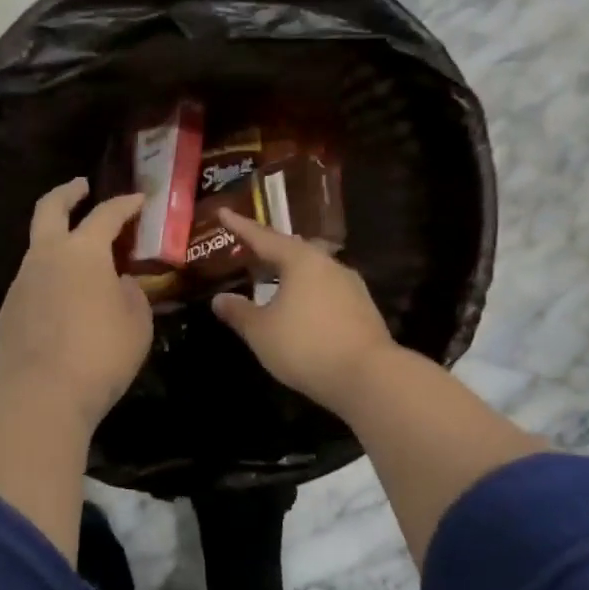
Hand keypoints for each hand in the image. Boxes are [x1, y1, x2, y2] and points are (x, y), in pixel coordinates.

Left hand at [0, 179, 150, 425]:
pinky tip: (63, 300)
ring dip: (57, 241)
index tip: (138, 199)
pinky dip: (49, 278)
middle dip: (67, 193)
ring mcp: (21, 282)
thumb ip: (130, 293)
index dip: (125, 204)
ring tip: (80, 257)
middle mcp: (45, 256)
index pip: (106, 215)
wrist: (40, 394)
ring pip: (37, 248)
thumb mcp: (136, 322)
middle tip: (81, 187)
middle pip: (49, 208)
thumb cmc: (100, 353)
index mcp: (82, 251)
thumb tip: (118, 282)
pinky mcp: (8, 310)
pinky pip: (31, 282)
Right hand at [210, 208, 394, 412]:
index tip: (224, 212)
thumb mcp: (261, 331)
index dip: (240, 226)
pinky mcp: (363, 309)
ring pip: (314, 271)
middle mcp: (329, 265)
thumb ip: (239, 312)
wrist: (368, 377)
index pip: (264, 237)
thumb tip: (220, 299)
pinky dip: (308, 293)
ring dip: (291, 273)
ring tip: (273, 280)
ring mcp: (351, 286)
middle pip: (294, 250)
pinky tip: (301, 308)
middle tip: (250, 249)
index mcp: (301, 261)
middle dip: (270, 249)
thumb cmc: (305, 346)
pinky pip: (327, 291)